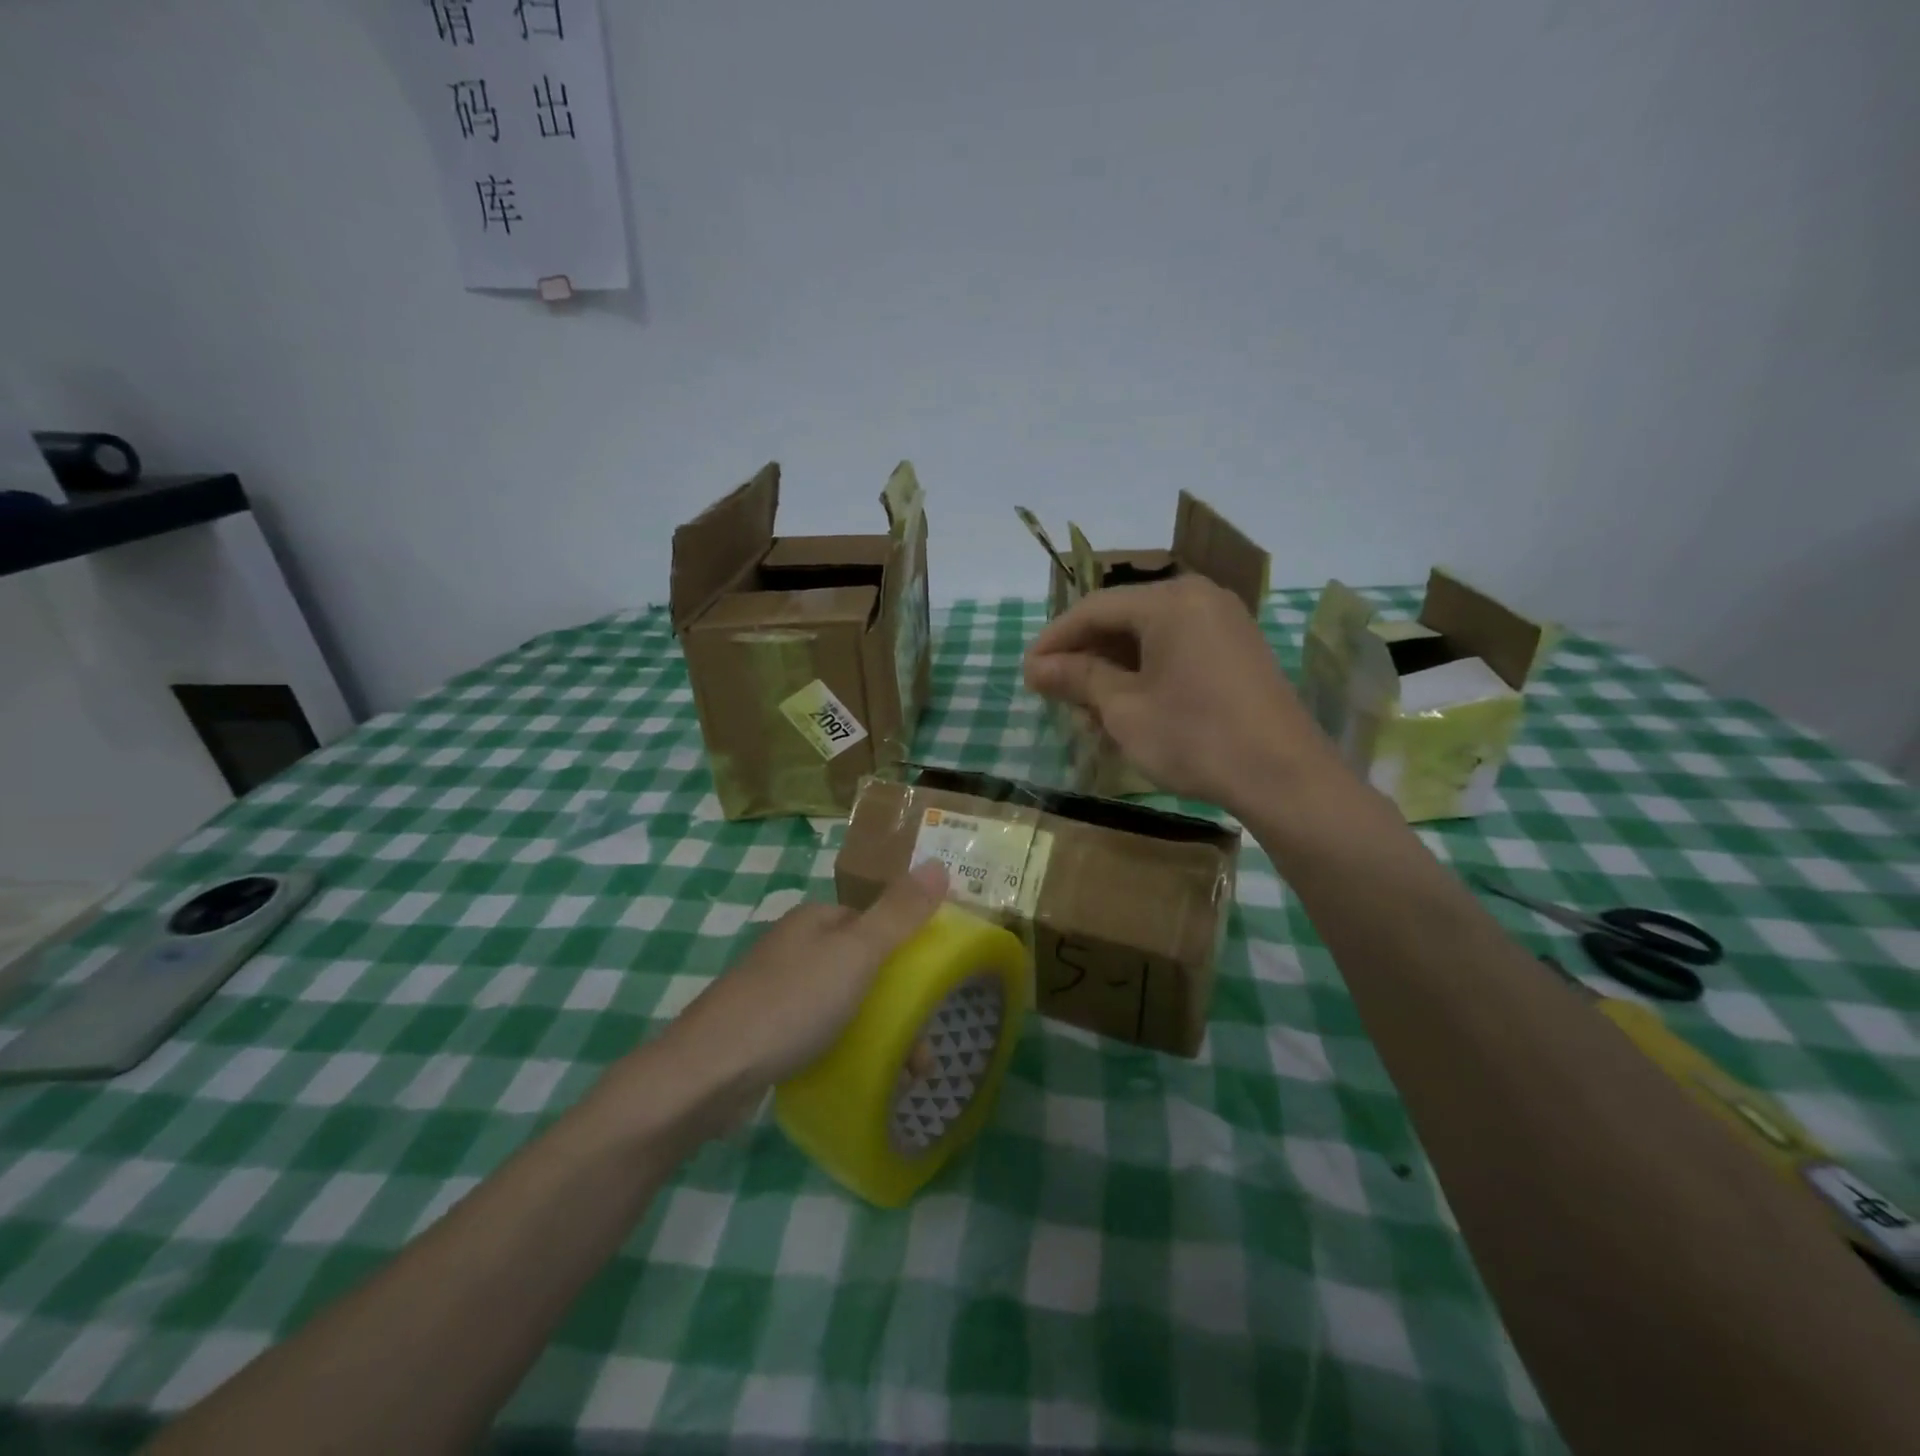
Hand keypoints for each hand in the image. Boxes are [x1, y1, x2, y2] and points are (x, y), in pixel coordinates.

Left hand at [664, 862, 948, 1095]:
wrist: (708, 1073)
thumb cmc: (791, 1003)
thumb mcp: (856, 953)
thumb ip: (899, 913)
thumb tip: (940, 864)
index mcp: (814, 920)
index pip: (873, 921)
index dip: (907, 947)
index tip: (935, 986)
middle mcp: (794, 948)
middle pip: (860, 966)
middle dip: (896, 1003)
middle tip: (922, 1048)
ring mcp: (775, 991)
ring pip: (842, 1004)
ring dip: (877, 1033)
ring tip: (904, 1074)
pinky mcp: (764, 1033)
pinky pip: (818, 1034)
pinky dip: (844, 1050)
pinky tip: (857, 1076)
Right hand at [1024, 575, 1337, 814]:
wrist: (1284, 777)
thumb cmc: (1195, 737)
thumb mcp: (1124, 709)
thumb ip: (1078, 678)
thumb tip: (1036, 667)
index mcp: (1170, 601)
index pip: (1094, 608)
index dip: (1054, 639)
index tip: (1026, 671)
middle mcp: (1199, 598)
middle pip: (1123, 618)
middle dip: (1084, 656)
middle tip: (1053, 692)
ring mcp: (1224, 623)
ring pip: (1149, 637)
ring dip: (1112, 668)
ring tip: (1086, 707)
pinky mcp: (1238, 651)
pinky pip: (1177, 649)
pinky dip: (1145, 672)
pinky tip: (1127, 706)